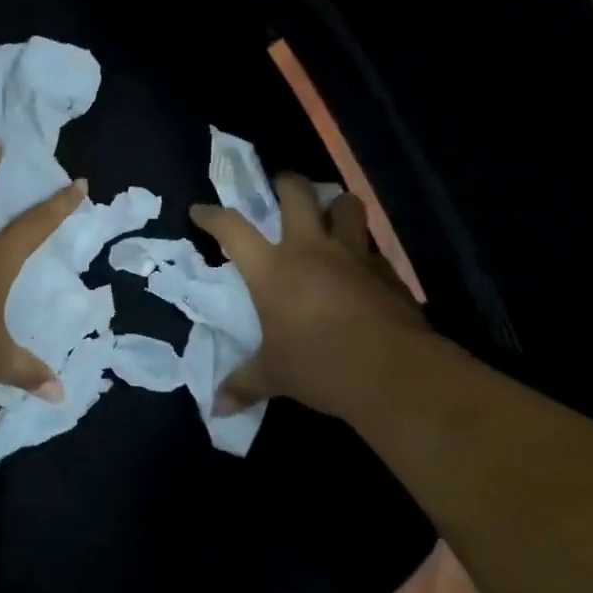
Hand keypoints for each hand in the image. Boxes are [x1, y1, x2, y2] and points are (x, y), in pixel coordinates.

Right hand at [191, 178, 431, 419]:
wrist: (392, 372)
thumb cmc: (319, 366)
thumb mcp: (274, 375)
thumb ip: (244, 385)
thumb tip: (216, 410)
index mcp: (272, 269)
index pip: (232, 228)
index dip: (212, 215)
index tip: (200, 210)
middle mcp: (311, 250)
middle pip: (297, 194)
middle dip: (286, 183)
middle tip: (280, 186)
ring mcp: (353, 255)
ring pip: (346, 205)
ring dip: (336, 205)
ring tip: (329, 216)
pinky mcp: (386, 271)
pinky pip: (371, 247)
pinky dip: (363, 250)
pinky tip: (360, 269)